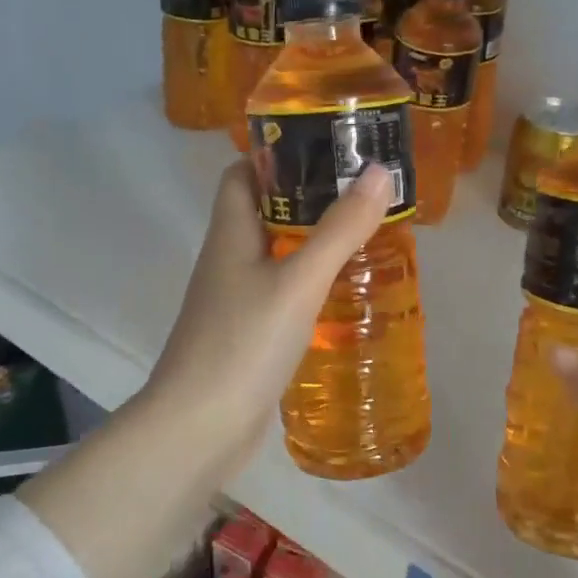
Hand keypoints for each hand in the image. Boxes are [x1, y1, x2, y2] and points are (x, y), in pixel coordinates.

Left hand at [142, 160, 390, 469]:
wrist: (199, 429)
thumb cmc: (243, 343)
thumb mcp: (298, 281)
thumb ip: (339, 229)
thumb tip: (378, 171)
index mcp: (230, 234)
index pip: (241, 174)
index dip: (276, 155)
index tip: (326, 149)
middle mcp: (227, 261)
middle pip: (263, 213)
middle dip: (308, 201)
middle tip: (362, 197)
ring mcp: (234, 302)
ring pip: (275, 257)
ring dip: (312, 246)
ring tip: (364, 240)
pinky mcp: (246, 337)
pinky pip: (280, 297)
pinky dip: (309, 288)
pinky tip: (343, 297)